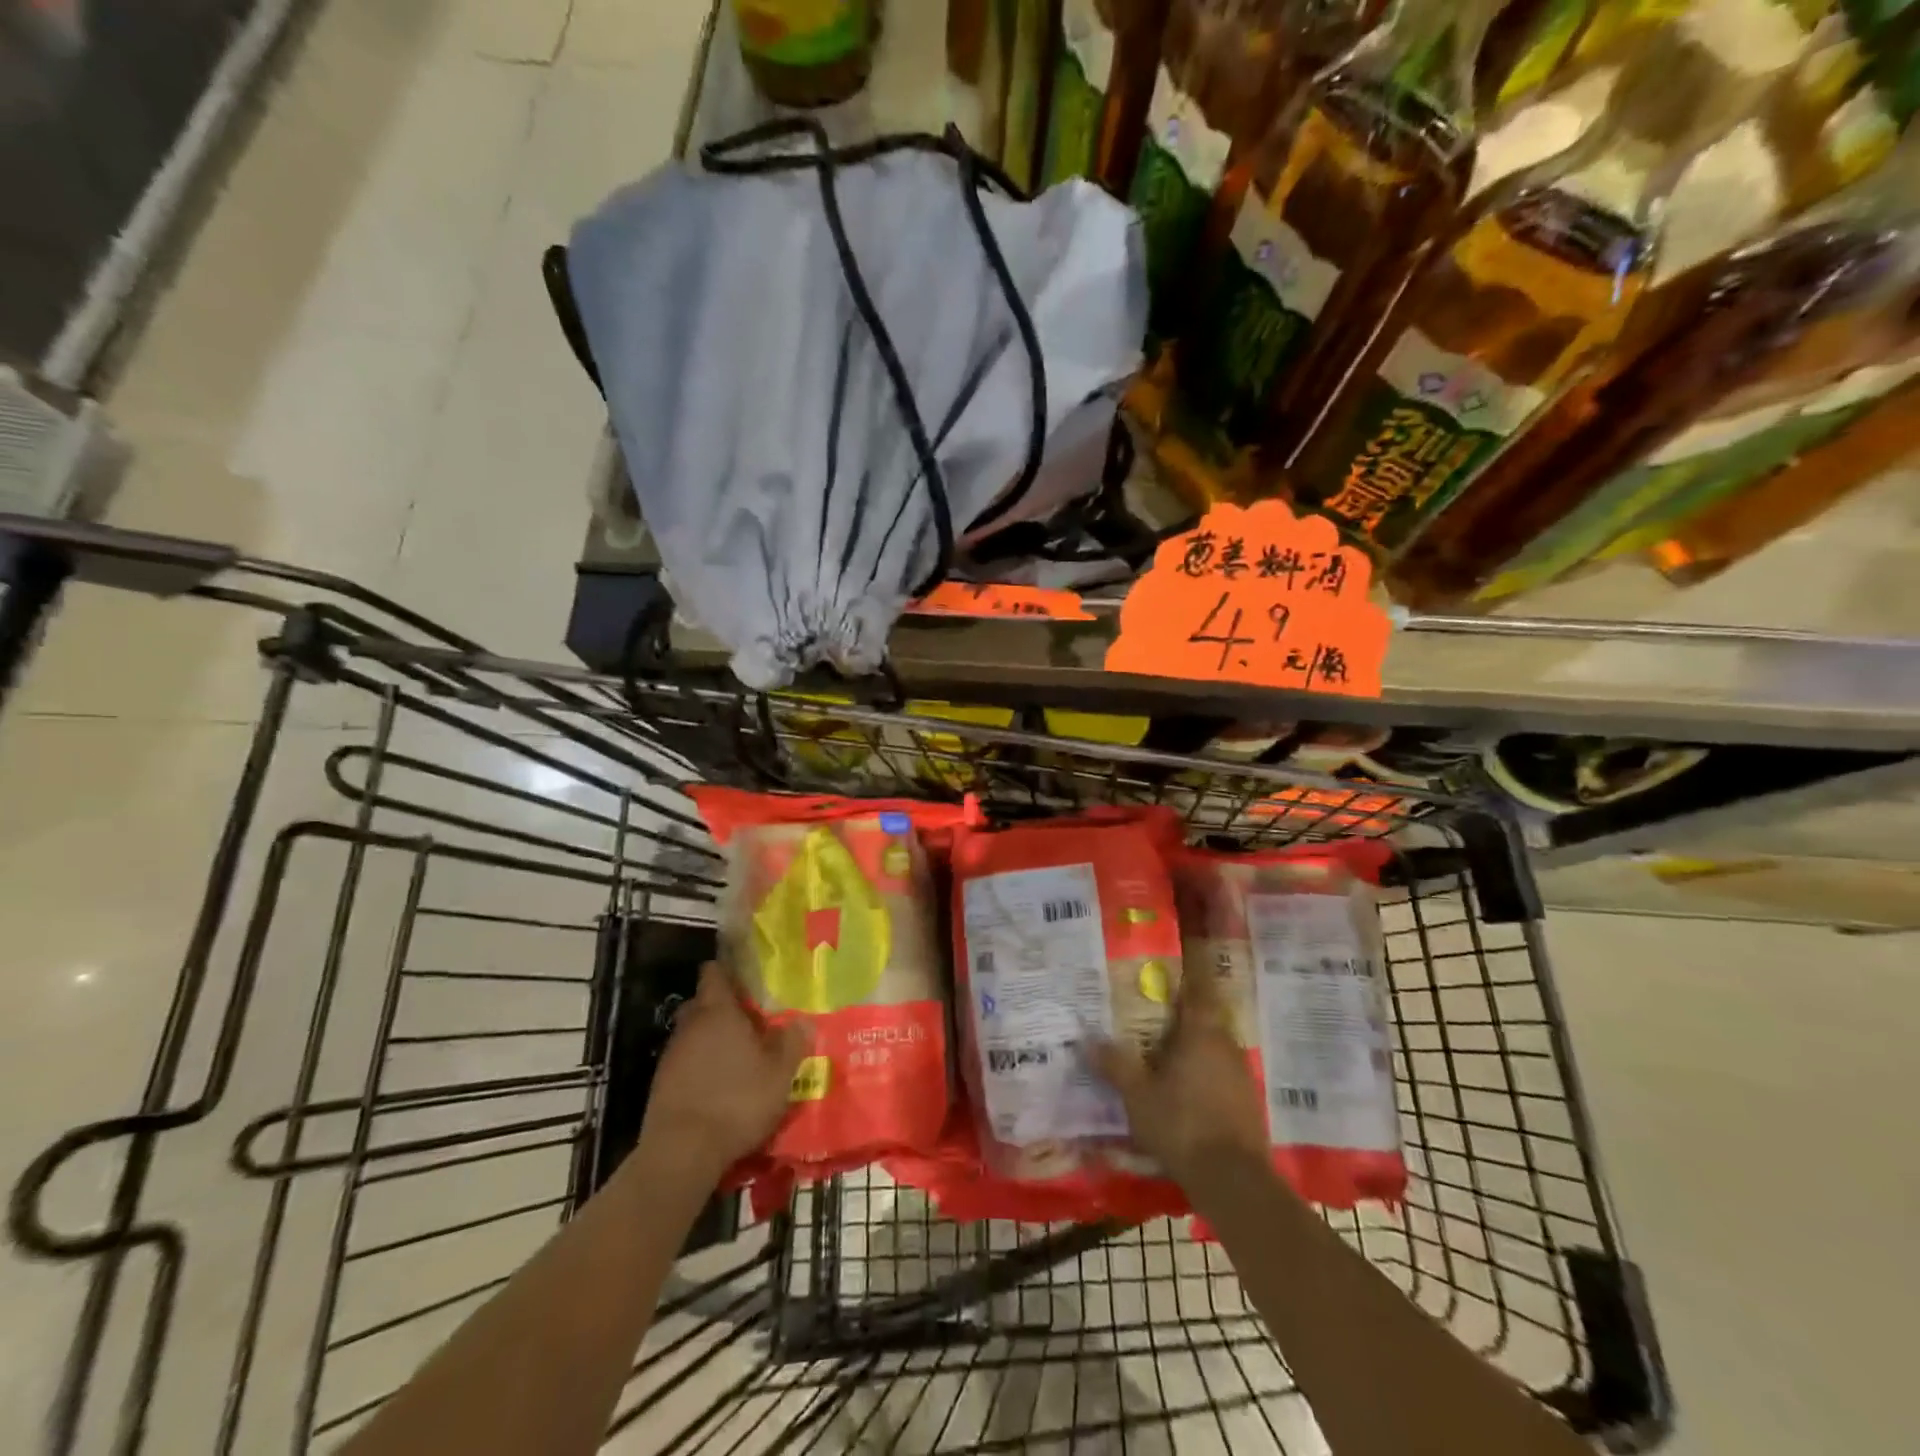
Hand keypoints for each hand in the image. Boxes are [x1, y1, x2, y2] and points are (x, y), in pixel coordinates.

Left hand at [638, 962, 808, 1174]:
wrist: (681, 1153)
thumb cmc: (737, 1101)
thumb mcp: (780, 1073)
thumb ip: (792, 1042)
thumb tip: (803, 1020)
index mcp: (718, 1012)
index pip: (714, 973)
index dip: (728, 971)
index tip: (745, 978)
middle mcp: (690, 1026)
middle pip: (702, 1004)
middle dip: (722, 1009)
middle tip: (750, 1022)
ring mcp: (671, 1056)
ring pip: (693, 1035)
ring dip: (711, 1041)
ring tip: (737, 1058)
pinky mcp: (660, 1086)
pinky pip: (685, 1063)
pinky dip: (700, 1068)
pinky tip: (718, 1087)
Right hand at [1090, 960, 1268, 1189]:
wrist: (1234, 1180)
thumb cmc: (1181, 1124)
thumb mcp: (1137, 1095)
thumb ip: (1115, 1064)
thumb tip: (1087, 1038)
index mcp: (1201, 1033)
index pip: (1200, 989)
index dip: (1190, 974)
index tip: (1175, 966)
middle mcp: (1226, 1045)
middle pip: (1206, 1019)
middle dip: (1184, 1016)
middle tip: (1156, 1015)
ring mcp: (1242, 1075)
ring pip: (1215, 1048)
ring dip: (1194, 1047)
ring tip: (1167, 1054)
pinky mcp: (1248, 1103)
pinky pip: (1222, 1075)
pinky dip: (1205, 1074)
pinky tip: (1187, 1091)